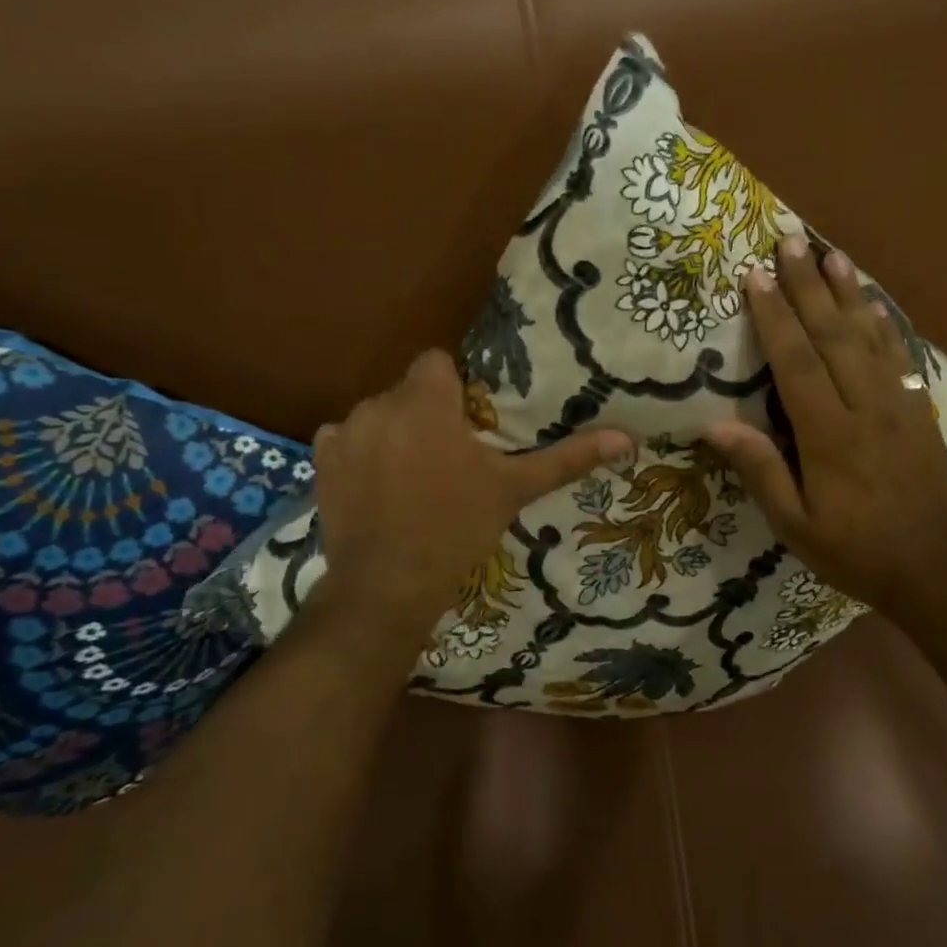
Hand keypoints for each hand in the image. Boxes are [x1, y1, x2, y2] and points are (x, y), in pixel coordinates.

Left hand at [306, 350, 633, 655]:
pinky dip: (361, 453)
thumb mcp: (515, 489)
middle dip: (426, 412)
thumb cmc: (456, 528)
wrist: (388, 585)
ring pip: (378, 415)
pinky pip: (345, 439)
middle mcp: (380, 405)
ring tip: (412, 475)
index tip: (467, 422)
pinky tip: (376, 486)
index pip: (436, 362)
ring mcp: (345, 432)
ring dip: (394, 432)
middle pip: (408, 390)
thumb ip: (566, 458)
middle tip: (448, 456)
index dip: (453, 386)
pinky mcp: (320, 460)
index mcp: (427, 402)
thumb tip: (626, 438)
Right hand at [704, 236, 946, 615]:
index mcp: (829, 435)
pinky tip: (870, 302)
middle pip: (833, 334)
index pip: (796, 362)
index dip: (775, 316)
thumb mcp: (796, 526)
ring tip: (830, 253)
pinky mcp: (918, 409)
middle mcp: (865, 406)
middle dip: (808, 285)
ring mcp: (897, 403)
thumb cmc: (855, 550)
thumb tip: (715, 427)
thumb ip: (761, 472)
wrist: (934, 566)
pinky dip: (881, 323)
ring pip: (868, 336)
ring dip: (847, 292)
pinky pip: (897, 355)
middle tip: (790, 241)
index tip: (756, 276)